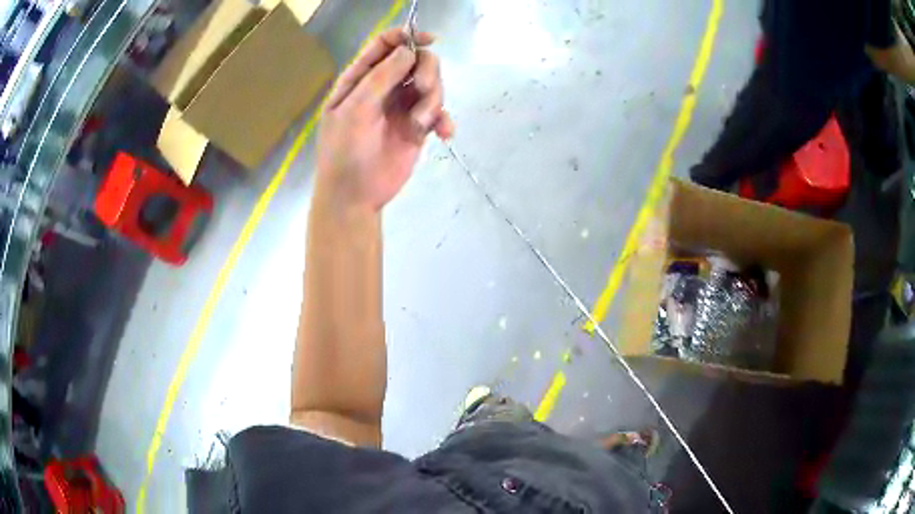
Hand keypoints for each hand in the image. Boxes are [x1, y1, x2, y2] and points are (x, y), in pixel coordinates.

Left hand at [317, 29, 453, 211]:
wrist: (354, 196)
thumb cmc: (345, 152)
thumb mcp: (355, 110)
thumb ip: (380, 77)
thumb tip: (408, 51)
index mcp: (361, 78)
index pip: (385, 45)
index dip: (406, 36)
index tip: (427, 40)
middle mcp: (384, 87)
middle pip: (416, 61)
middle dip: (426, 71)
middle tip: (421, 89)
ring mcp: (402, 107)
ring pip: (432, 85)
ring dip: (432, 101)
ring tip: (419, 124)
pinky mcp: (417, 127)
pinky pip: (439, 113)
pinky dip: (444, 121)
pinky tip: (443, 134)